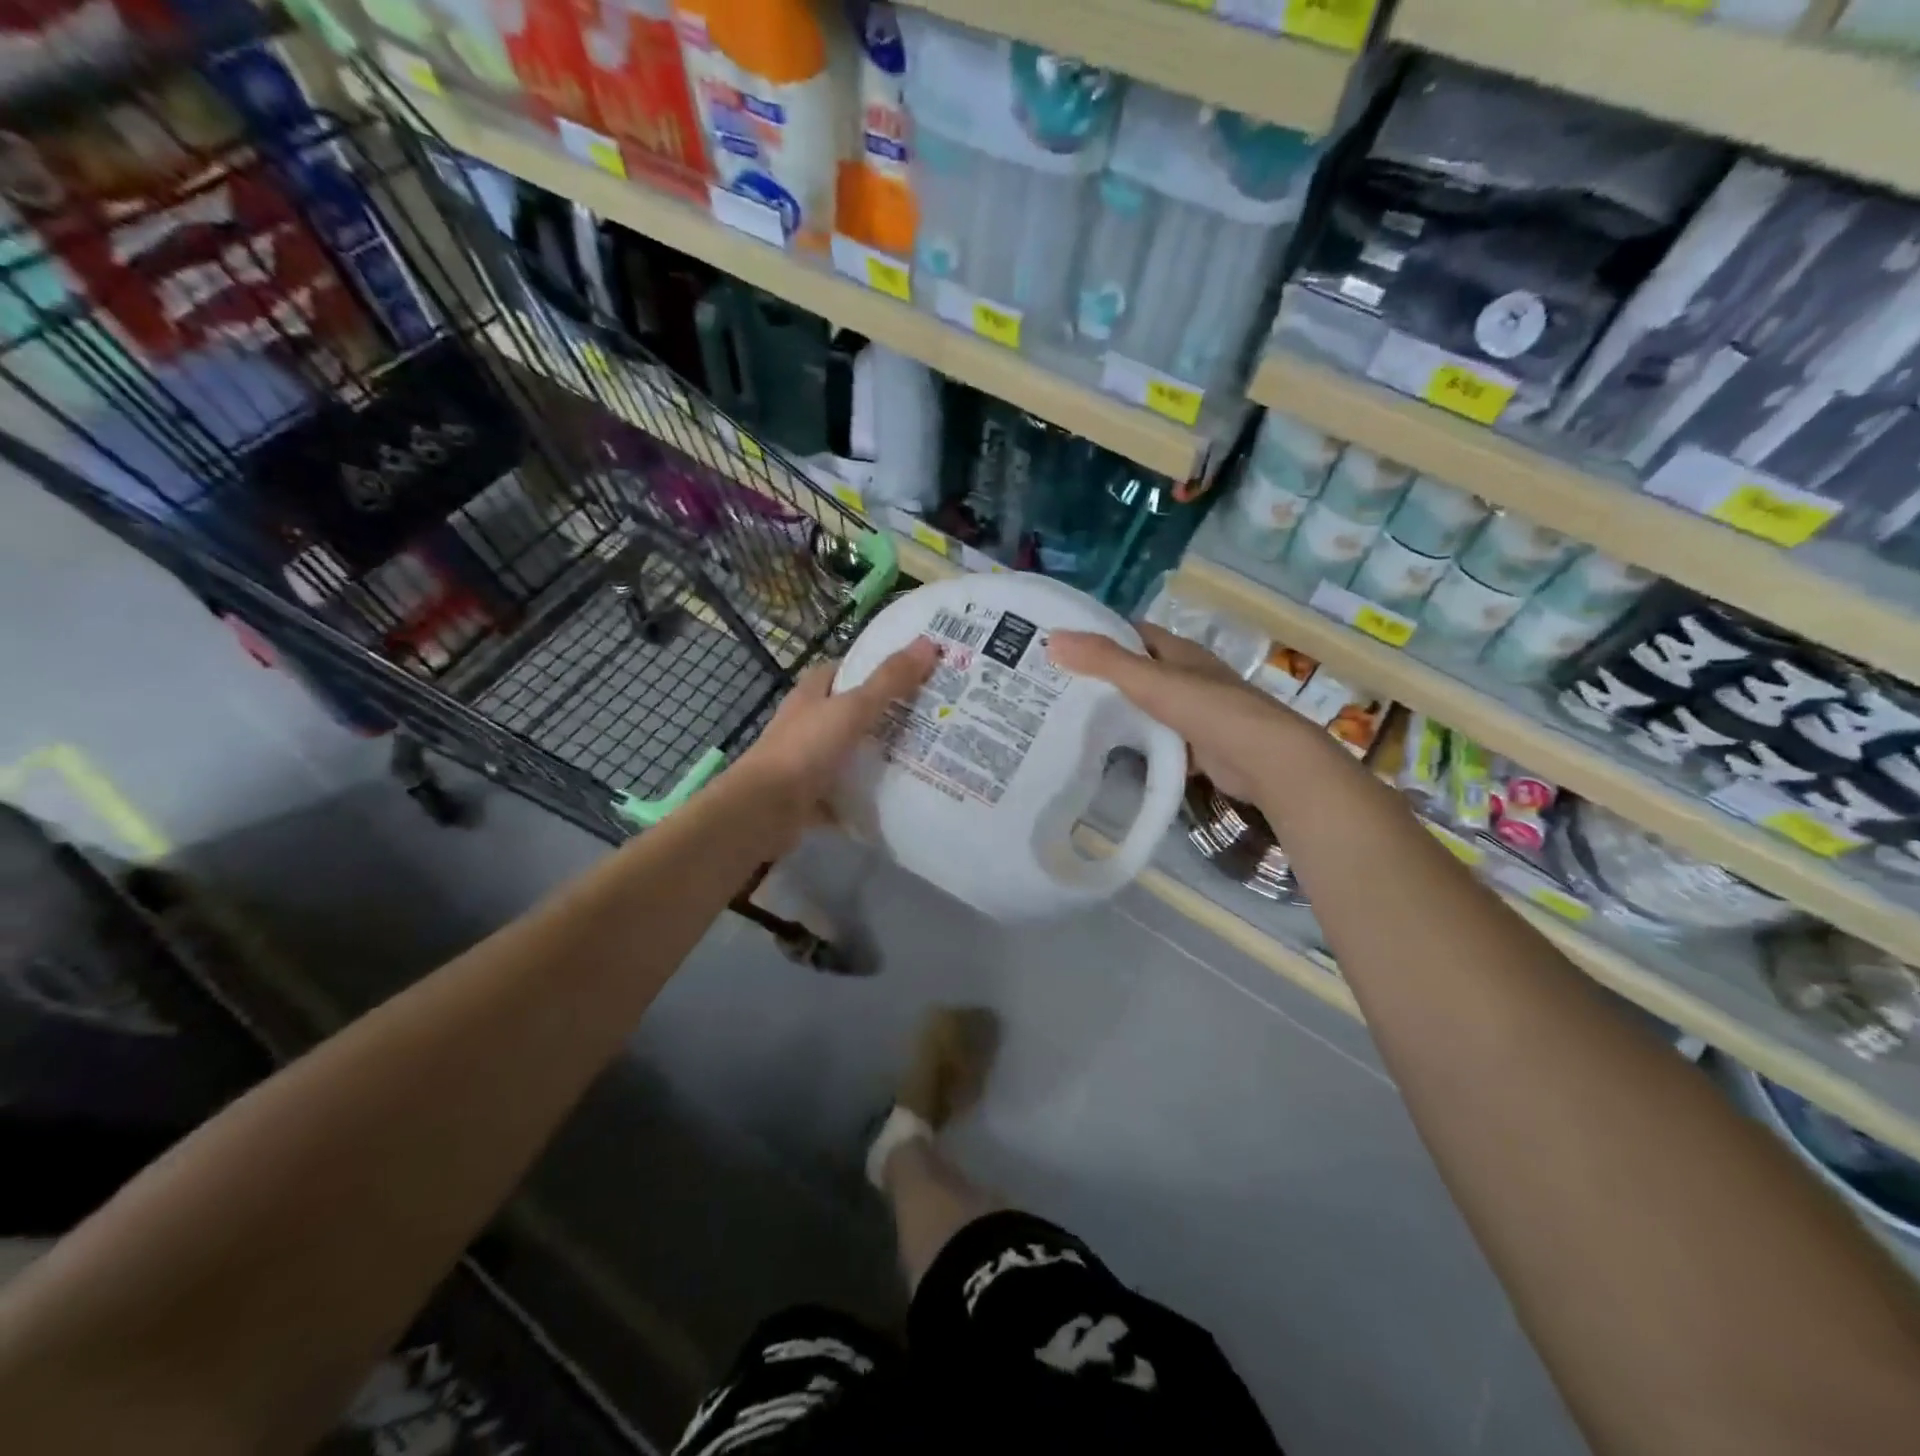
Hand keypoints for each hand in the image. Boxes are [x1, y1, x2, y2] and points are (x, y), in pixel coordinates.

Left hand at [732, 638, 939, 845]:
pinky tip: (901, 794)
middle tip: (934, 715)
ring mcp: (809, 760)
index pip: (847, 670)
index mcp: (813, 693)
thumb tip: (929, 643)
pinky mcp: (813, 794)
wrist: (764, 810)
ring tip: (928, 754)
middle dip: (888, 713)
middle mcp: (809, 722)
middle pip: (853, 711)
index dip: (878, 667)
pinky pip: (849, 789)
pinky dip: (869, 793)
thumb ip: (889, 681)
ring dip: (881, 754)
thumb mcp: (852, 709)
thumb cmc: (805, 750)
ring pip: (853, 751)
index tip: (916, 672)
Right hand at [1048, 623, 1333, 806]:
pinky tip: (1108, 753)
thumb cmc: (1208, 709)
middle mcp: (1187, 676)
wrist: (1264, 759)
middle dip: (1101, 678)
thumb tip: (1053, 638)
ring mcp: (1194, 712)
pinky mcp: (1196, 745)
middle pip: (1137, 671)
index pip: (1132, 633)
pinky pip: (1157, 738)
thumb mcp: (1150, 681)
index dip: (1098, 635)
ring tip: (1070, 720)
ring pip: (1146, 707)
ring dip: (1117, 712)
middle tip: (1055, 688)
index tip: (1060, 647)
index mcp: (1179, 652)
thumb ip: (1104, 661)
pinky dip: (1136, 743)